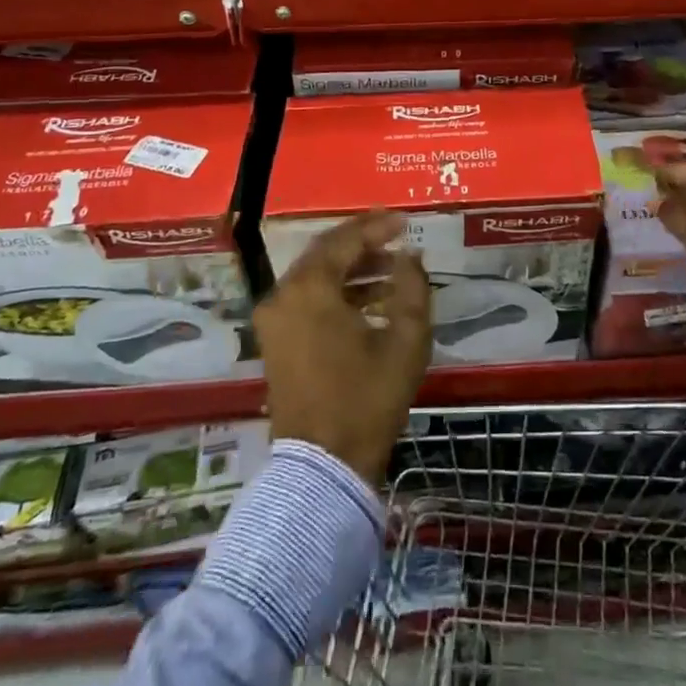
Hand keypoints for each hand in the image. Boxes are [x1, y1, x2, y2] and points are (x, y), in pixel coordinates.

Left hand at [256, 210, 431, 483]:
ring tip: (391, 268)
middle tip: (396, 234)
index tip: (405, 221)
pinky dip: (336, 291)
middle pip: (325, 252)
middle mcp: (282, 295)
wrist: (323, 465)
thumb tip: (409, 255)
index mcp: (309, 288)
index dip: (377, 227)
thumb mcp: (406, 340)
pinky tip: (370, 299)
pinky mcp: (275, 341)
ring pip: (315, 275)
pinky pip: (306, 298)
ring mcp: (274, 320)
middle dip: (363, 242)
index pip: (345, 240)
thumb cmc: (367, 398)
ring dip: (352, 268)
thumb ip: (412, 286)